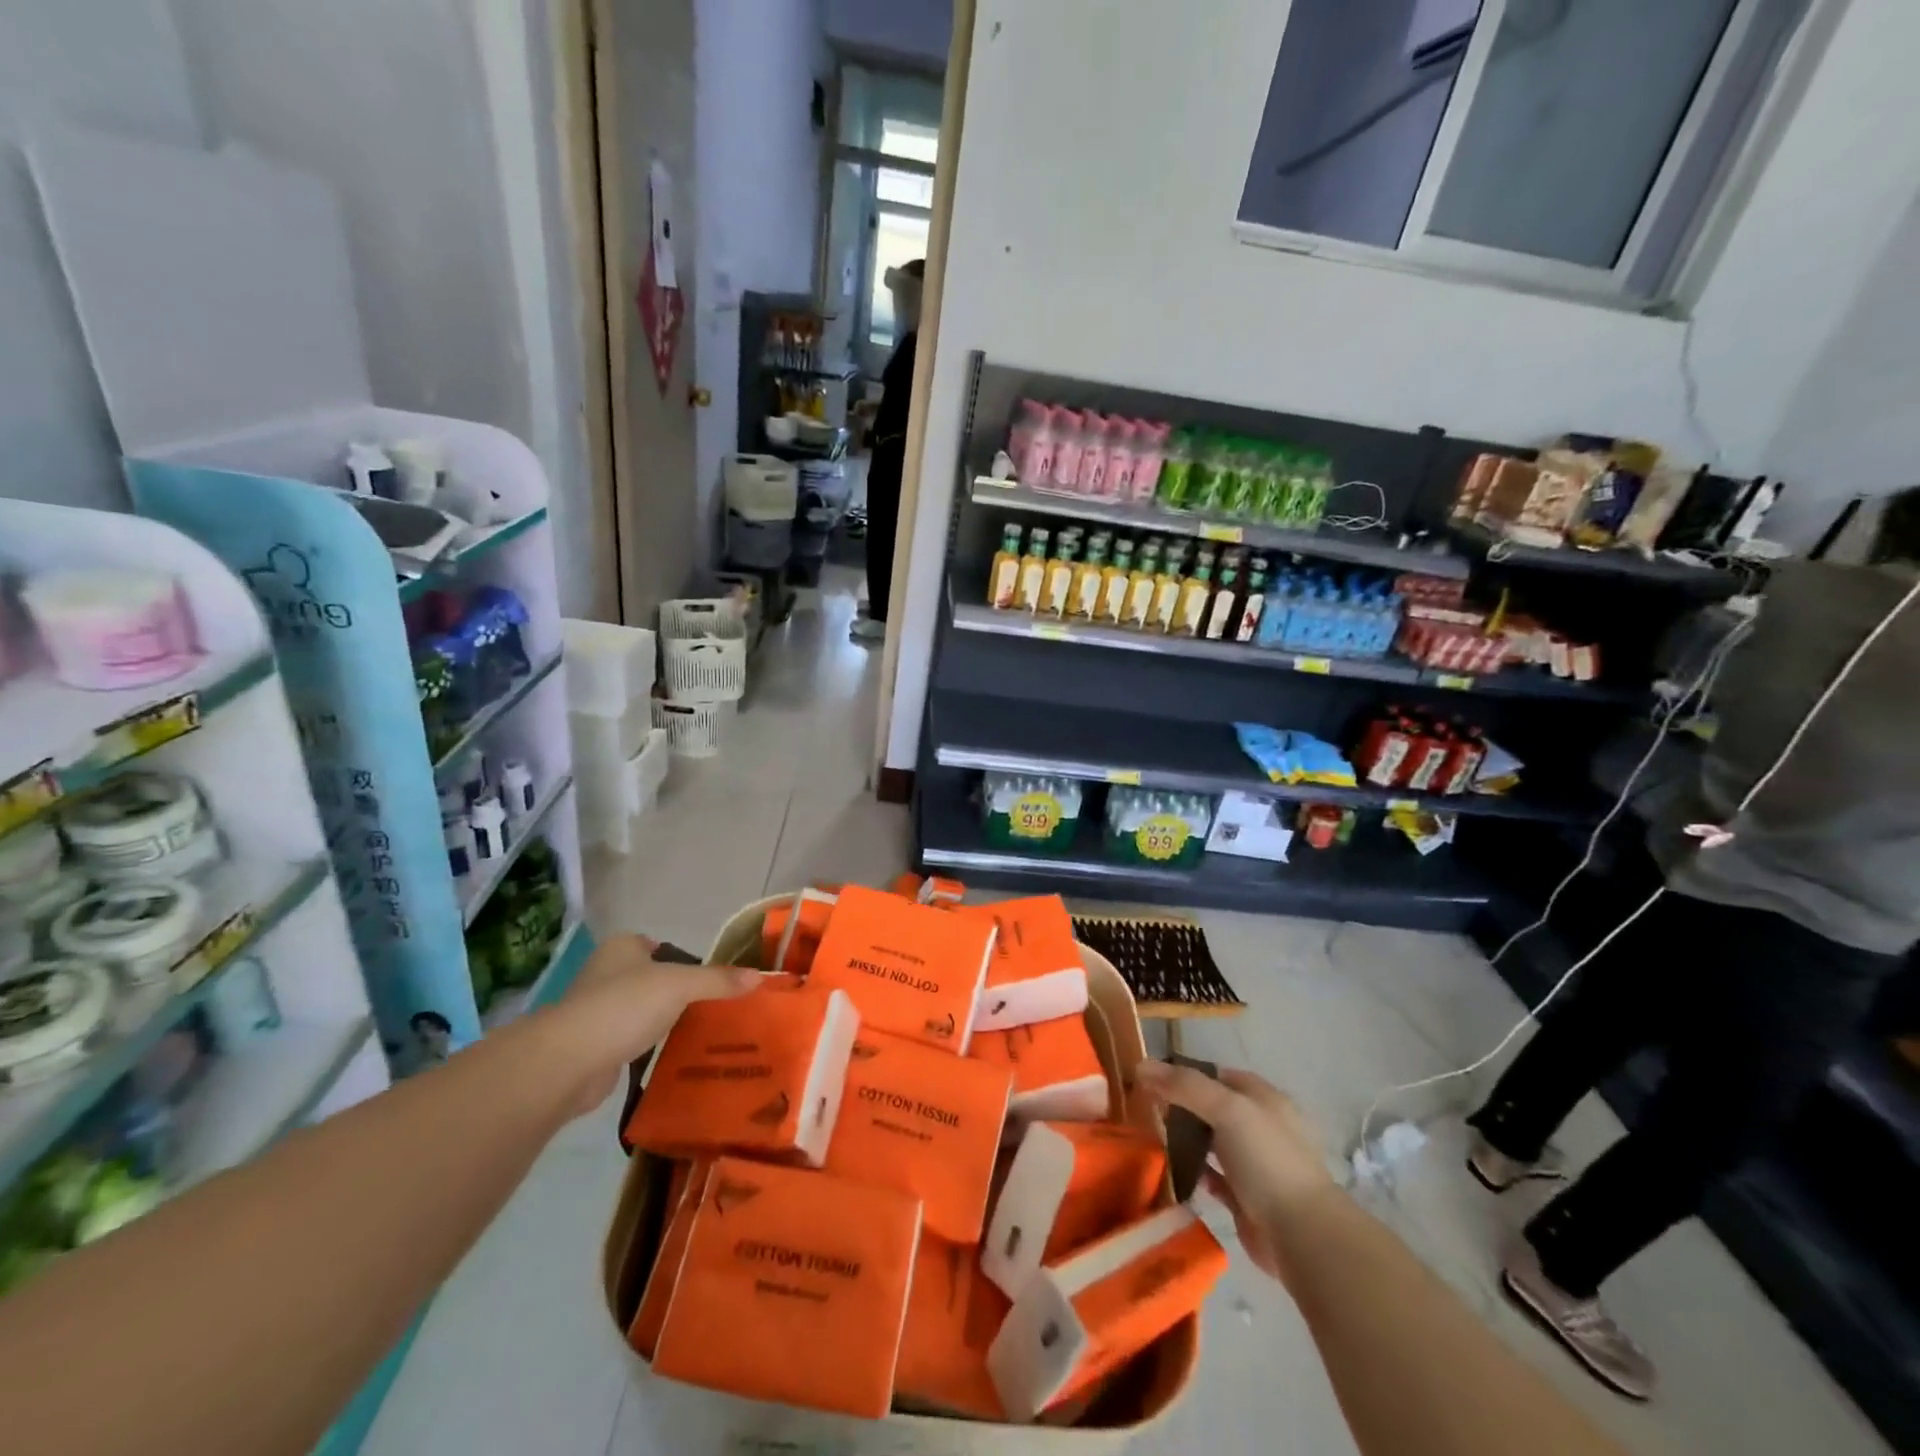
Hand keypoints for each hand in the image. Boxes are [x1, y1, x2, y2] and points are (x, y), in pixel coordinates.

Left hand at [547, 935, 759, 1112]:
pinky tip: (673, 1056)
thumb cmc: (625, 1006)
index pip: (660, 946)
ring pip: (642, 1011)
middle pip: (653, 979)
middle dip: (678, 993)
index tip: (712, 980)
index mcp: (622, 948)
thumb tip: (760, 977)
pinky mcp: (594, 1046)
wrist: (569, 1062)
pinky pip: (632, 1041)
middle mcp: (606, 973)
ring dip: (664, 1022)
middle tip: (714, 1007)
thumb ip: (718, 980)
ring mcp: (597, 1011)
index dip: (685, 960)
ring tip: (700, 1033)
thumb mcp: (681, 984)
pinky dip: (649, 1047)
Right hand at [1134, 1061, 1338, 1286]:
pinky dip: (1192, 1173)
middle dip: (1181, 1107)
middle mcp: (1260, 1128)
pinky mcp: (1245, 1200)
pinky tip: (1169, 1171)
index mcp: (1264, 1099)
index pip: (1218, 1076)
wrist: (1302, 1236)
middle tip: (1144, 1109)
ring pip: (1211, 1143)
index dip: (1185, 1074)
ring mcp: (1255, 1166)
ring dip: (1185, 1140)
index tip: (1151, 1079)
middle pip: (1213, 1108)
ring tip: (1149, 1137)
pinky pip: (1212, 1178)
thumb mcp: (1227, 1109)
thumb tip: (1142, 1065)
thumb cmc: (1267, 1160)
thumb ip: (1185, 1085)